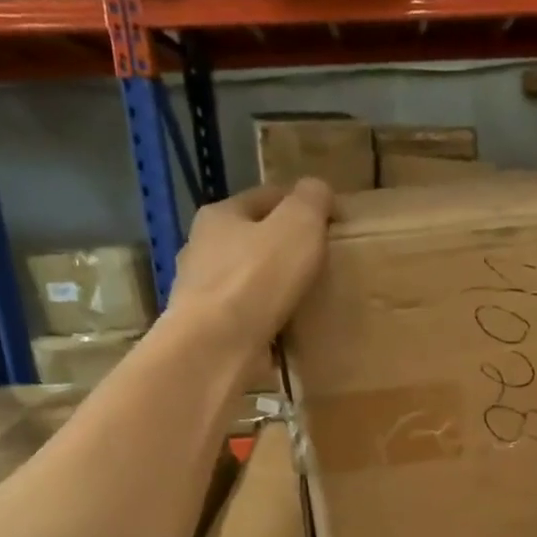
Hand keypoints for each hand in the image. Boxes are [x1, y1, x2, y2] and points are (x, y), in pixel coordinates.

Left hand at [169, 179, 333, 352]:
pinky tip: (289, 329)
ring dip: (274, 287)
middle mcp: (202, 249)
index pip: (266, 196)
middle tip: (323, 261)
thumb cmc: (258, 278)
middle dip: (284, 248)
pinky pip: (246, 318)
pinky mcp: (209, 331)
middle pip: (253, 239)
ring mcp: (202, 293)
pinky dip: (267, 320)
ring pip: (248, 280)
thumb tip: (318, 190)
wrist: (217, 346)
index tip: (334, 223)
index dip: (302, 203)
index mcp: (219, 215)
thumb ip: (312, 200)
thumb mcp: (298, 225)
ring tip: (309, 298)